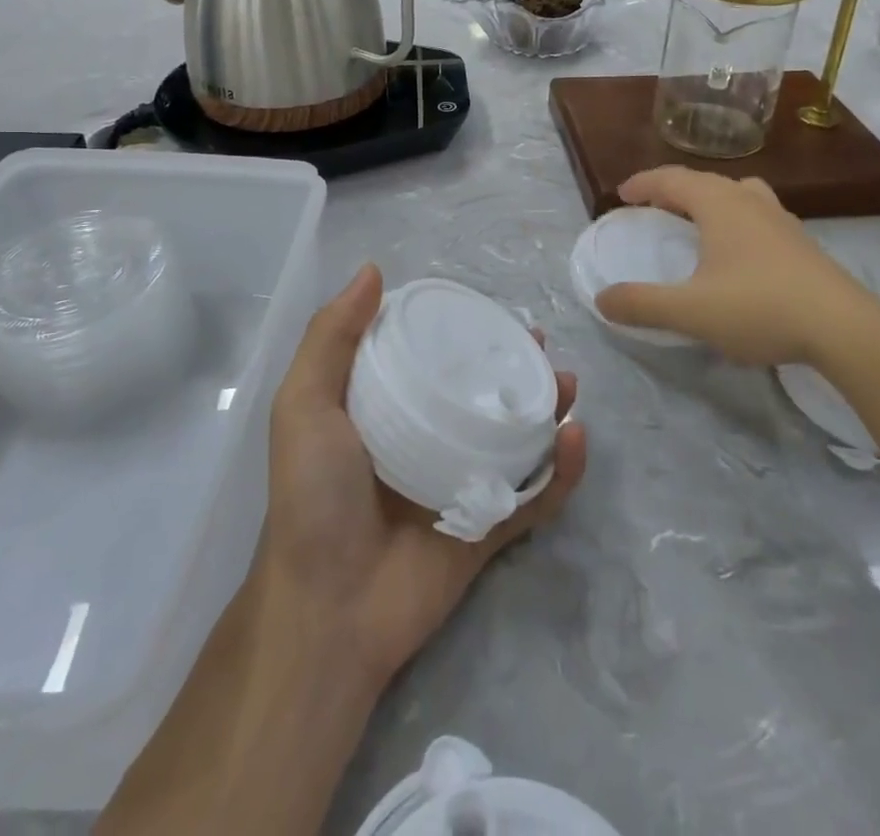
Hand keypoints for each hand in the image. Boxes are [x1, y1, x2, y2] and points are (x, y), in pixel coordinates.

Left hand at [257, 264, 586, 692]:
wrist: (328, 609)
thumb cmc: (313, 496)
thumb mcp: (304, 404)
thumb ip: (331, 337)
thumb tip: (373, 270)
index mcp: (387, 408)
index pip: (431, 356)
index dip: (460, 328)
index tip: (486, 307)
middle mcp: (427, 438)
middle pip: (482, 392)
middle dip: (514, 364)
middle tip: (538, 342)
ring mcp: (461, 483)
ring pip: (517, 437)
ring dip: (548, 408)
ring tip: (566, 383)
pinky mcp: (488, 527)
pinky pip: (535, 496)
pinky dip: (563, 470)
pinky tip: (575, 438)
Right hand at [593, 166, 879, 369]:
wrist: (845, 329)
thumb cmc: (760, 307)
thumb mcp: (690, 311)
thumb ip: (642, 304)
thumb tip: (602, 299)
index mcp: (719, 204)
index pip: (671, 179)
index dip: (642, 184)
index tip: (621, 195)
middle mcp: (749, 200)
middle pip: (703, 181)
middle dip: (672, 190)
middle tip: (651, 207)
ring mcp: (781, 219)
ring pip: (736, 193)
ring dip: (708, 200)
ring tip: (695, 221)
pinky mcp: (801, 243)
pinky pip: (756, 215)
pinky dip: (734, 219)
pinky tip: (737, 251)